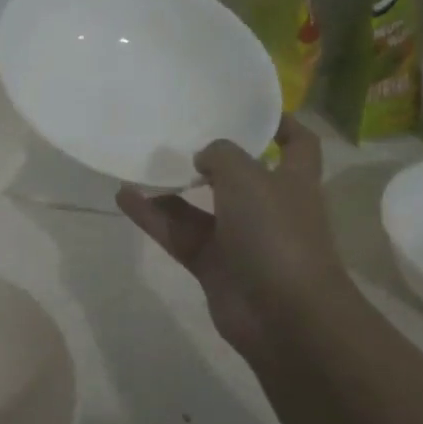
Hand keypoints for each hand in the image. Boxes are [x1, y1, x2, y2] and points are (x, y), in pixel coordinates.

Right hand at [117, 115, 348, 359]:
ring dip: (172, 187)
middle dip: (212, 157)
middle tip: (177, 132)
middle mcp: (268, 207)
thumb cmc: (276, 232)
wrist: (283, 315)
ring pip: (199, 206)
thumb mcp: (248, 177)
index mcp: (293, 180)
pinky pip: (178, 233)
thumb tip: (203, 158)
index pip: (298, 144)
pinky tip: (124, 196)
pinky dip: (153, 217)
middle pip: (239, 175)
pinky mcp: (213, 265)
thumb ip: (221, 155)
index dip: (281, 123)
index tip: (249, 109)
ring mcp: (239, 239)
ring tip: (138, 162)